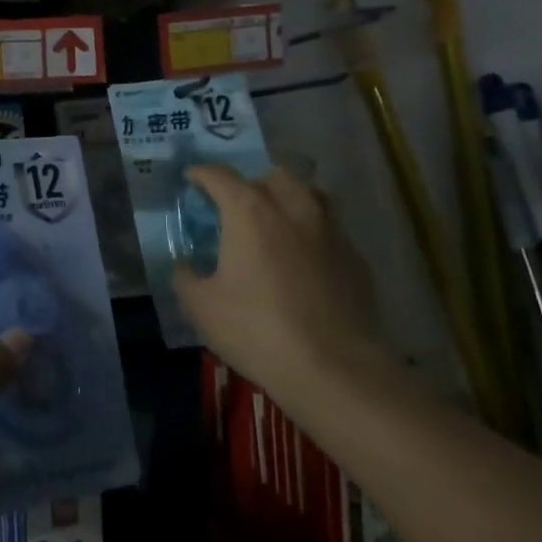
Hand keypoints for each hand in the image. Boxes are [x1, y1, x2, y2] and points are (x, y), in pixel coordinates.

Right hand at [175, 166, 384, 399]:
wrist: (334, 368)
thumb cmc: (257, 329)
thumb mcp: (201, 307)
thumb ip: (186, 277)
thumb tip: (185, 265)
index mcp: (249, 211)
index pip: (220, 176)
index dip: (202, 174)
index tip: (192, 179)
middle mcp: (293, 207)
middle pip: (272, 175)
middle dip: (252, 183)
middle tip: (238, 207)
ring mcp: (330, 230)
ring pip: (310, 195)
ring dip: (289, 200)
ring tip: (277, 224)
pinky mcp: (356, 257)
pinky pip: (330, 229)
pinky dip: (313, 233)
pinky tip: (305, 260)